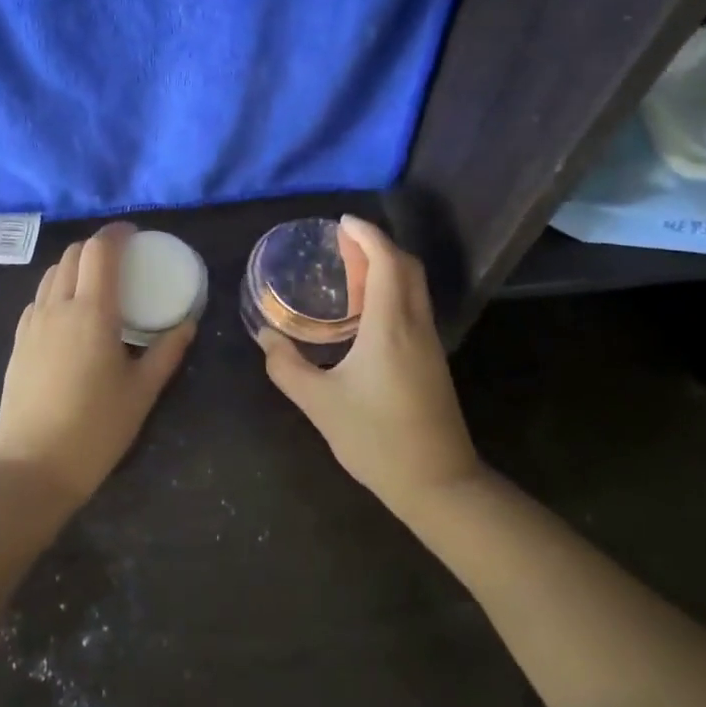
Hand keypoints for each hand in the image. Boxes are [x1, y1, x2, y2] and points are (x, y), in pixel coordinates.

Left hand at [0, 222, 193, 508]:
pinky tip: (71, 314)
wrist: (33, 467)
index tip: (135, 233)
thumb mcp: (142, 392)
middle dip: (98, 246)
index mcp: (92, 312)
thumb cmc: (96, 428)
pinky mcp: (18, 341)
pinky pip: (39, 298)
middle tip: (122, 259)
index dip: (117, 233)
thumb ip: (167, 352)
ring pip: (52, 273)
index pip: (100, 250)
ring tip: (98, 283)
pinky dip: (58, 289)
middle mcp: (58, 307)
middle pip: (74, 254)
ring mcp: (32, 323)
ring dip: (76, 265)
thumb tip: (188, 324)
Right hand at [256, 215, 482, 520]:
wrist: (439, 484)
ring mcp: (429, 342)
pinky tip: (366, 310)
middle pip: (406, 266)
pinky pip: (413, 306)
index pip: (386, 260)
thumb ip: (287, 368)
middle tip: (342, 242)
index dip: (367, 235)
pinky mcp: (432, 360)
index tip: (342, 222)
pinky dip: (392, 290)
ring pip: (413, 286)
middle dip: (376, 245)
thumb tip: (267, 338)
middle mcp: (416, 324)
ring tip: (350, 267)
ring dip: (386, 267)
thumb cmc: (376, 440)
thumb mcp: (320, 404)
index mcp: (391, 326)